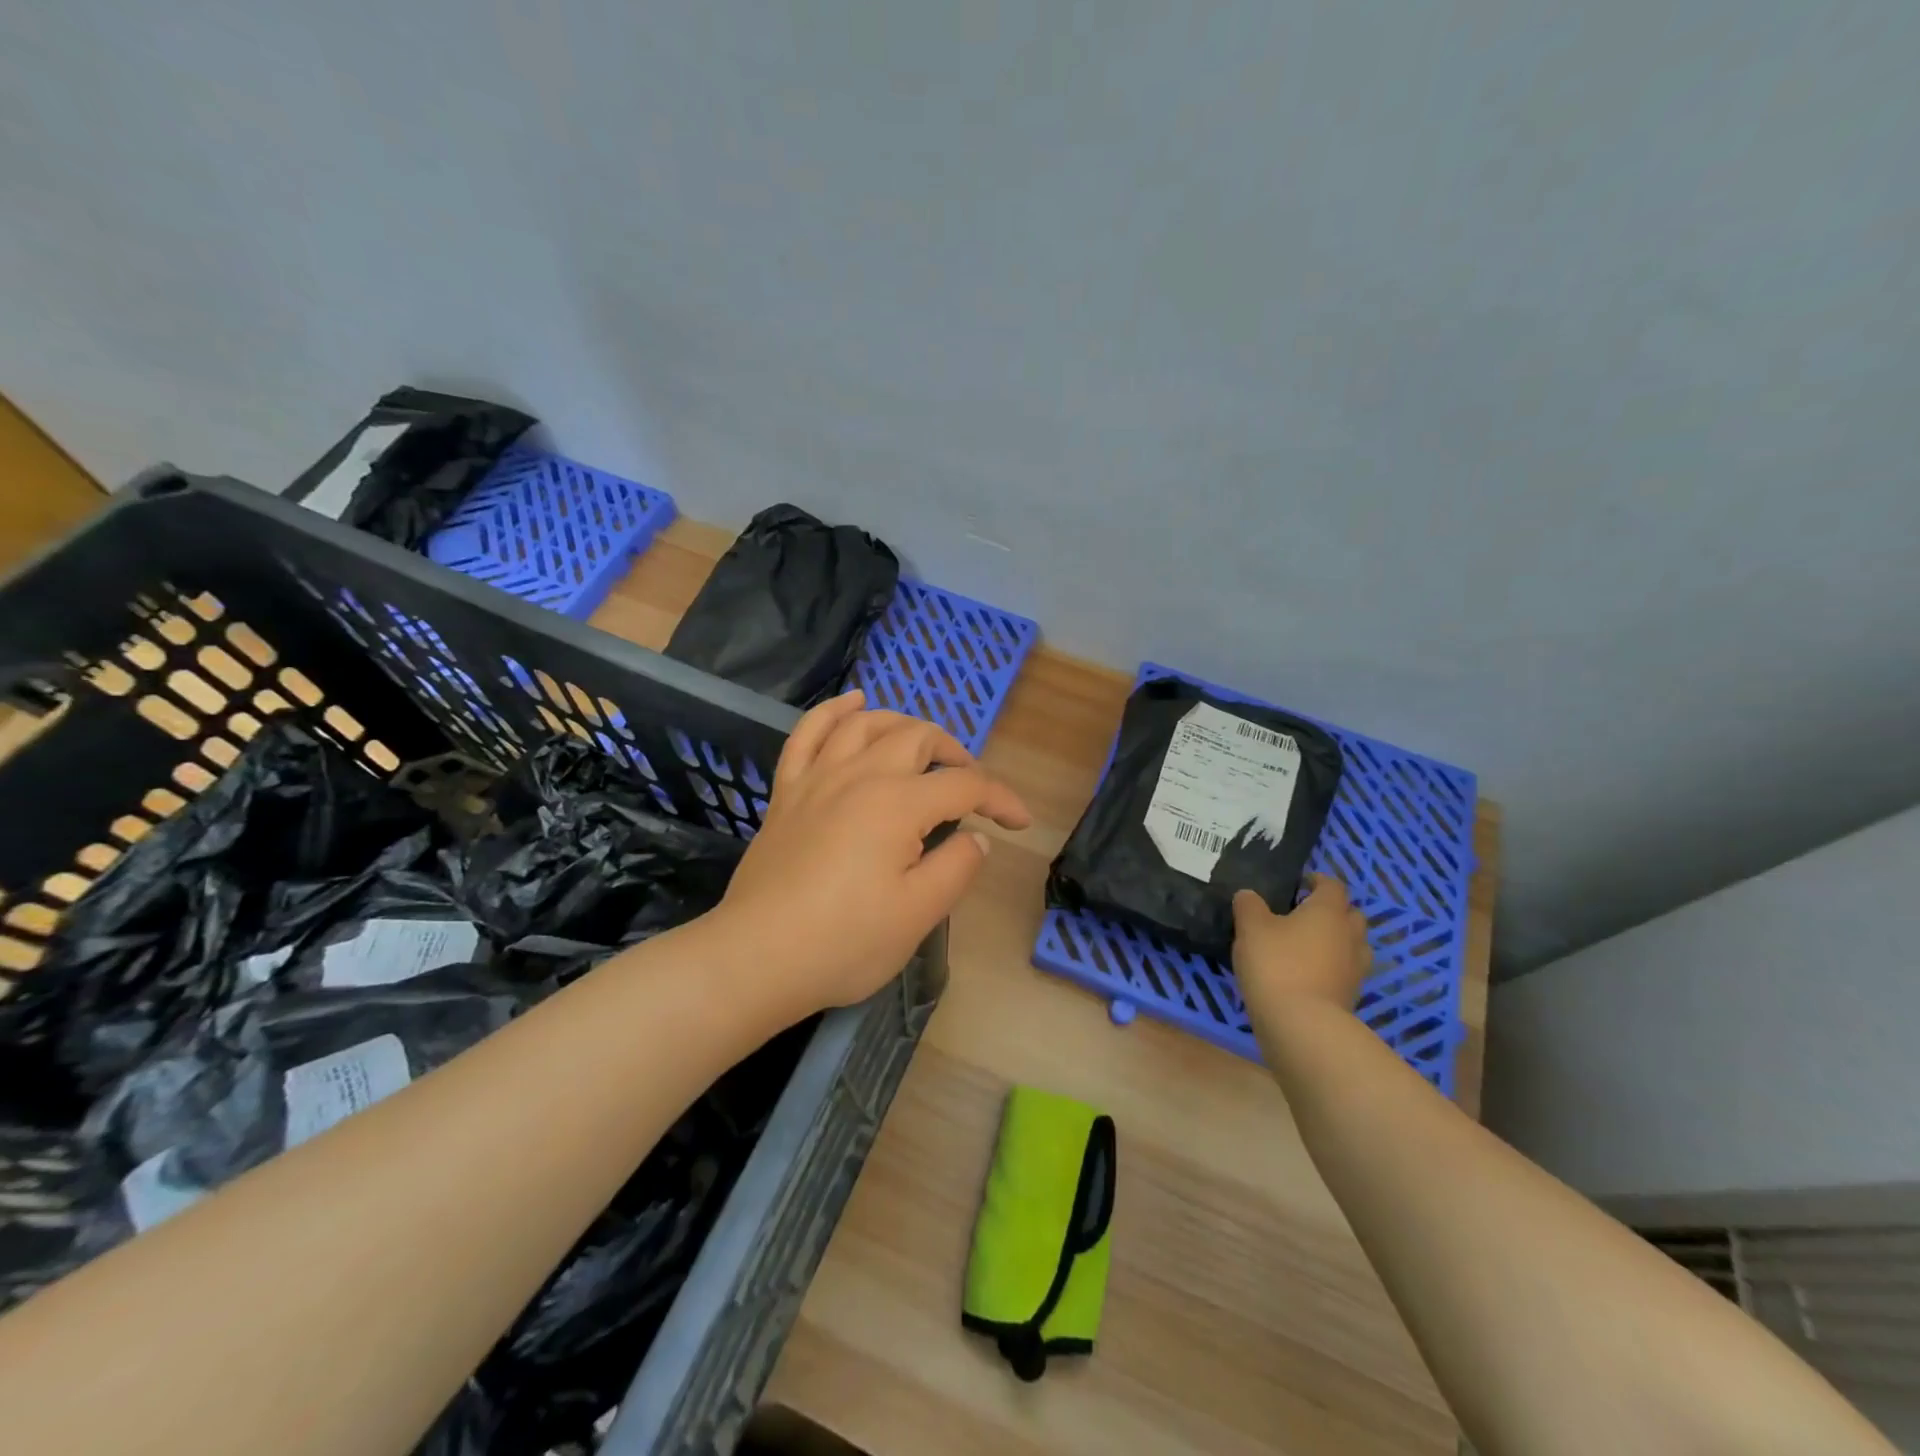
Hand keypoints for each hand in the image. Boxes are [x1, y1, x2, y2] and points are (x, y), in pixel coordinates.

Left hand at [711, 690, 1031, 1023]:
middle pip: (918, 738)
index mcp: (898, 804)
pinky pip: (808, 734)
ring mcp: (818, 778)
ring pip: (866, 724)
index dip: (999, 799)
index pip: (964, 785)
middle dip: (955, 753)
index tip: (1019, 823)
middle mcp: (860, 775)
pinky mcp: (788, 792)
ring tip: (923, 744)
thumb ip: (957, 867)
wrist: (757, 957)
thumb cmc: (844, 941)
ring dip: (903, 724)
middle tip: (971, 786)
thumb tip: (977, 837)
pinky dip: (833, 712)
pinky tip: (852, 703)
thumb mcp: (918, 914)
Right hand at [1231, 875, 1371, 1028]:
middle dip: (1332, 911)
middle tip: (1304, 914)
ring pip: (1353, 944)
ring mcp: (1355, 968)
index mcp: (1328, 911)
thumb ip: (1249, 905)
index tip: (1300, 883)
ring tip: (1307, 945)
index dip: (1317, 880)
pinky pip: (1346, 971)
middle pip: (1351, 914)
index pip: (1332, 886)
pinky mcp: (1352, 995)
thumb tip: (1248, 895)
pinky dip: (1332, 967)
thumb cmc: (1276, 963)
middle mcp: (1349, 935)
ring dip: (1336, 940)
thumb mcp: (1250, 927)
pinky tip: (1308, 973)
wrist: (1301, 1024)